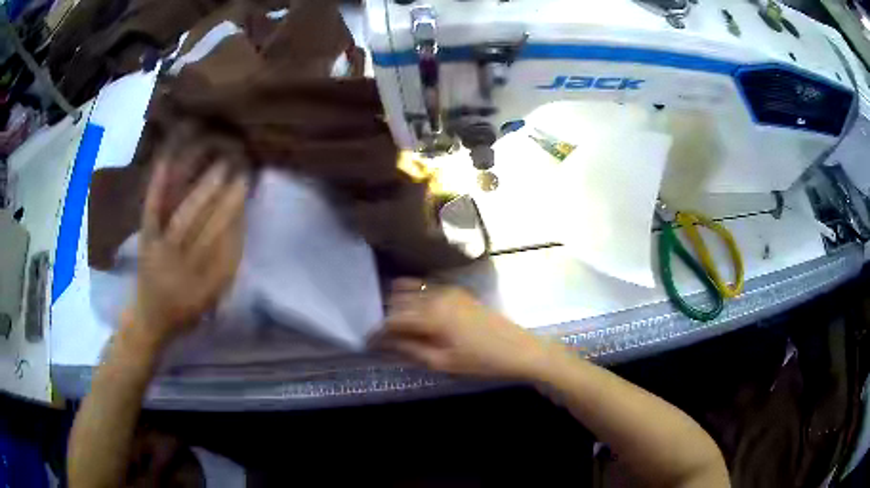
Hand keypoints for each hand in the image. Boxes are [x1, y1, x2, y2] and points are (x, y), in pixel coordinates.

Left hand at [124, 159, 247, 351]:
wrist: (149, 317)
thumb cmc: (185, 310)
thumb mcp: (211, 298)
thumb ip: (225, 268)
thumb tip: (239, 225)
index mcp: (201, 287)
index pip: (225, 249)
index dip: (237, 220)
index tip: (248, 195)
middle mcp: (181, 270)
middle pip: (207, 232)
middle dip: (225, 203)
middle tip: (240, 174)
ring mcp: (159, 252)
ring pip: (183, 219)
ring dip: (202, 192)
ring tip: (219, 167)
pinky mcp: (145, 240)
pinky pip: (152, 212)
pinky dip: (158, 187)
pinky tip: (166, 160)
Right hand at [380, 279, 555, 379]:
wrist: (519, 350)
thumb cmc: (481, 361)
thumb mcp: (444, 362)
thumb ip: (412, 350)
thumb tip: (387, 343)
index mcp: (432, 315)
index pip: (393, 319)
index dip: (378, 330)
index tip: (368, 341)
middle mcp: (437, 295)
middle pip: (400, 300)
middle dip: (386, 315)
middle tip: (379, 333)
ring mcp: (449, 290)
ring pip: (412, 291)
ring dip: (399, 304)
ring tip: (393, 323)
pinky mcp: (458, 291)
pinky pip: (428, 288)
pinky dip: (414, 296)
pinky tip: (412, 310)